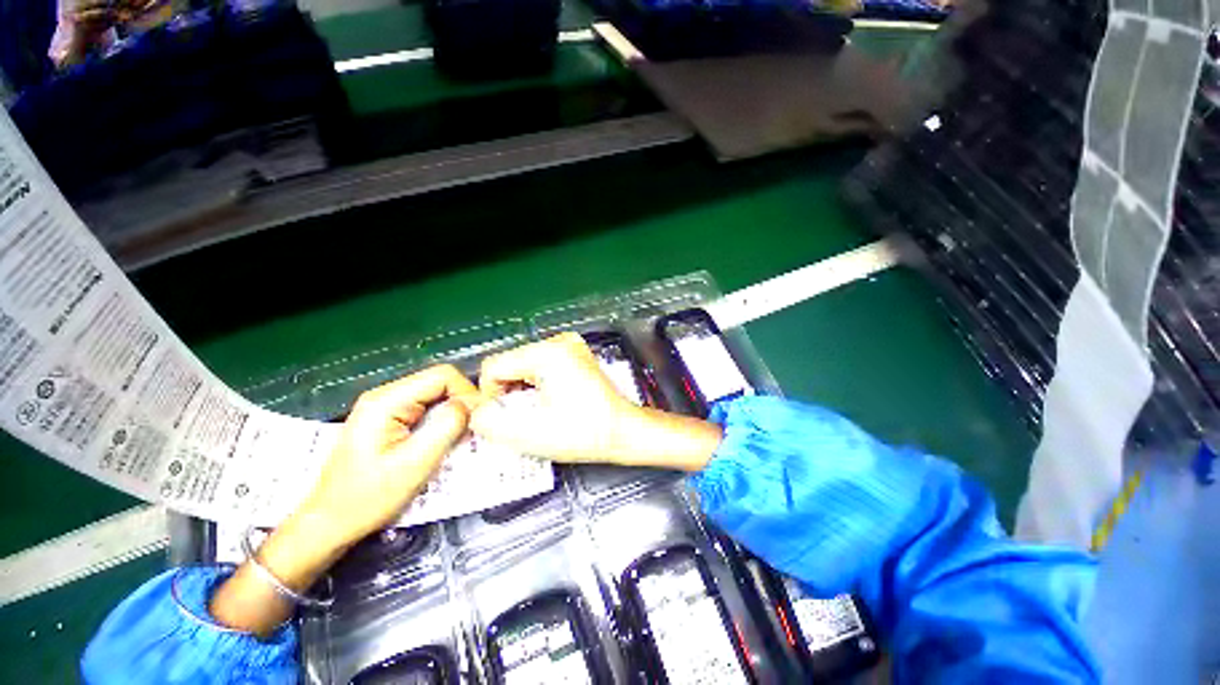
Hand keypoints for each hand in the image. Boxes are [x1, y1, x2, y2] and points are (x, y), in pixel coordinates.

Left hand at [296, 364, 479, 548]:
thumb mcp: (414, 464)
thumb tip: (473, 404)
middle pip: (439, 382)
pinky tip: (443, 440)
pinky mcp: (388, 419)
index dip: (467, 392)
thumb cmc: (368, 497)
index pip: (442, 376)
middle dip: (461, 402)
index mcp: (387, 401)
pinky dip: (440, 420)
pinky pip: (425, 408)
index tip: (478, 418)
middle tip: (472, 430)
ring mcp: (385, 406)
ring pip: (435, 395)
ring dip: (452, 412)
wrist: (329, 523)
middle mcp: (385, 395)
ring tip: (460, 437)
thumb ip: (446, 427)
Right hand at [471, 332, 721, 469]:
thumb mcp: (531, 434)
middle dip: (507, 392)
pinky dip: (536, 383)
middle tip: (522, 417)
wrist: (623, 431)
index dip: (490, 395)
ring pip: (523, 365)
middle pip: (509, 363)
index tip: (504, 417)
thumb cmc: (585, 433)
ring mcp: (569, 346)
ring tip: (537, 411)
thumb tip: (476, 412)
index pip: (494, 366)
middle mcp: (559, 342)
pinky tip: (549, 401)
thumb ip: (491, 423)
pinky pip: (540, 364)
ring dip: (521, 389)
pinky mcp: (575, 354)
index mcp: (547, 354)